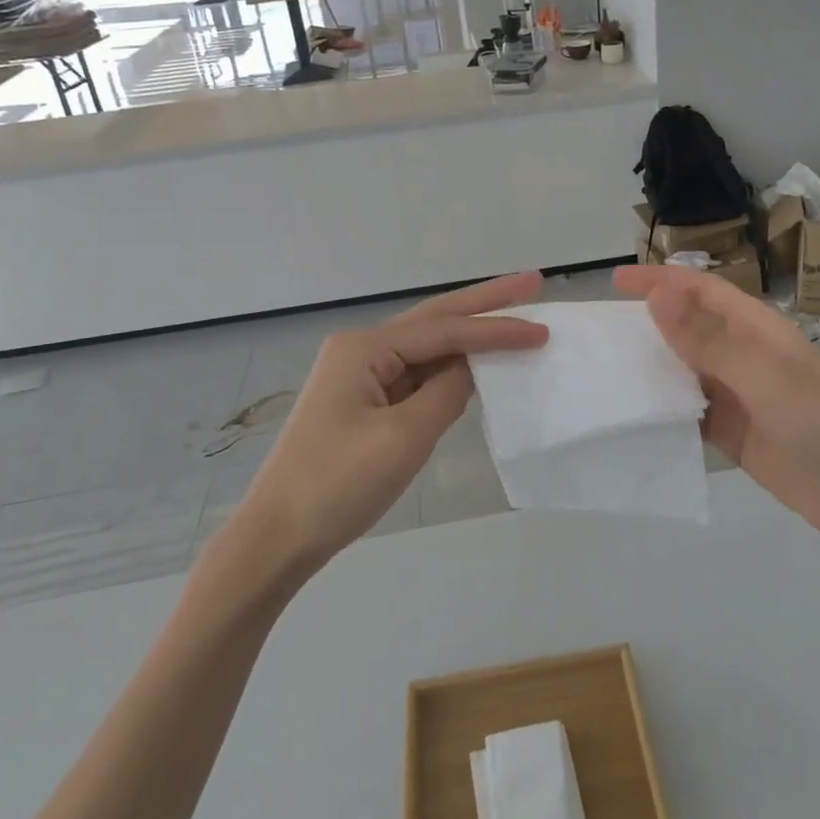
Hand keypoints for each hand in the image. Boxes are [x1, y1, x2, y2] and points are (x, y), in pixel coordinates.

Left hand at [223, 272, 548, 575]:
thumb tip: (473, 366)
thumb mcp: (405, 437)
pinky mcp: (364, 401)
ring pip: (427, 346)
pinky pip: (416, 374)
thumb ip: (448, 392)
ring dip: (469, 334)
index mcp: (365, 348)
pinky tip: (476, 363)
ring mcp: (360, 374)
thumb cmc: (339, 484)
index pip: (445, 330)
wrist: (278, 537)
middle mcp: (361, 349)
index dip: (496, 329)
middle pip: (435, 319)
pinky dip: (450, 368)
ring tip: (514, 316)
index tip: (542, 329)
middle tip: (530, 282)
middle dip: (484, 302)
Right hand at [612, 264, 819, 550]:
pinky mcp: (728, 430)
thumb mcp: (759, 371)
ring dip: (650, 364)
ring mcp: (734, 393)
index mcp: (754, 327)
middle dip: (648, 321)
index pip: (699, 290)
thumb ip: (705, 336)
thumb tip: (657, 294)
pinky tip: (632, 411)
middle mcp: (741, 353)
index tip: (616, 281)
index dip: (659, 280)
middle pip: (687, 326)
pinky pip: (687, 409)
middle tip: (599, 328)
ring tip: (605, 366)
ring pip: (682, 367)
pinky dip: (662, 406)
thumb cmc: (815, 418)